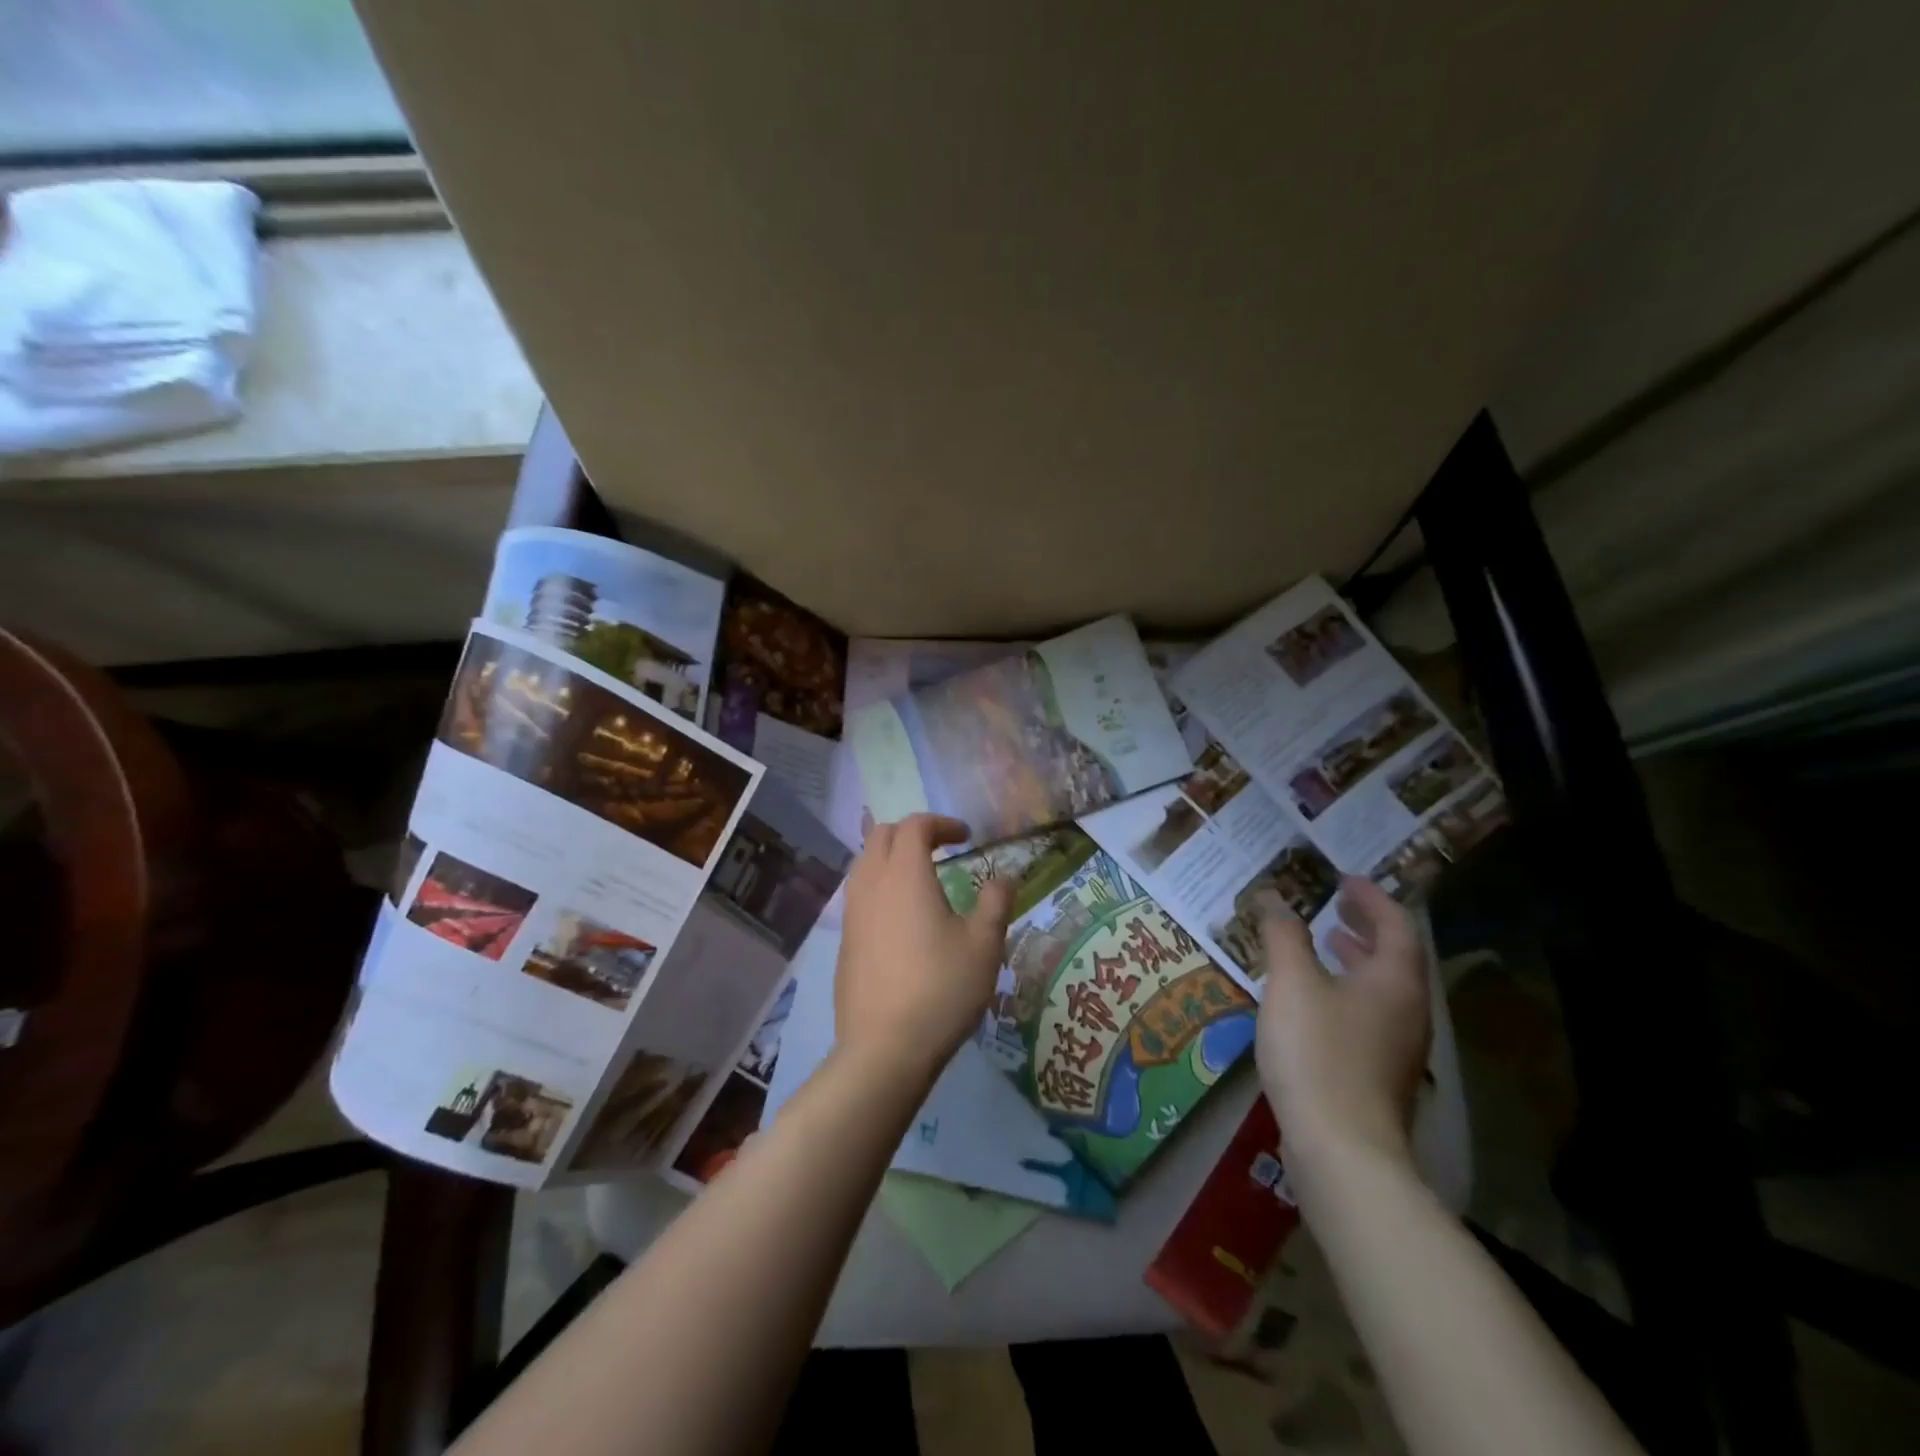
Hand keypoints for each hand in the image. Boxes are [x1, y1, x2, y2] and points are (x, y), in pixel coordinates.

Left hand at [834, 814, 1016, 1087]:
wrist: (885, 1048)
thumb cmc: (941, 988)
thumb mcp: (984, 945)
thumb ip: (996, 902)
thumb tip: (1004, 878)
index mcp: (904, 875)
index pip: (914, 826)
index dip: (941, 823)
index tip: (966, 838)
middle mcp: (871, 884)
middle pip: (881, 835)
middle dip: (911, 833)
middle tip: (940, 850)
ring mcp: (852, 913)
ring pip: (864, 863)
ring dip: (890, 858)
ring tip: (920, 879)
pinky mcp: (844, 940)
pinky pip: (858, 894)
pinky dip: (879, 886)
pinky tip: (900, 918)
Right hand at [1255, 876, 1429, 1171]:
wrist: (1342, 1149)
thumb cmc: (1319, 1052)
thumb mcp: (1292, 983)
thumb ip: (1282, 935)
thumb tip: (1274, 897)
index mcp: (1396, 980)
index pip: (1396, 923)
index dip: (1371, 897)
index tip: (1343, 879)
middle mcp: (1408, 1010)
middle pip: (1395, 956)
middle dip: (1365, 928)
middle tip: (1335, 907)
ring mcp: (1399, 1046)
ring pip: (1383, 988)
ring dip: (1356, 960)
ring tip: (1324, 946)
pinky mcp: (1381, 1074)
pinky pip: (1370, 1014)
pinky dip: (1347, 991)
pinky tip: (1313, 1002)